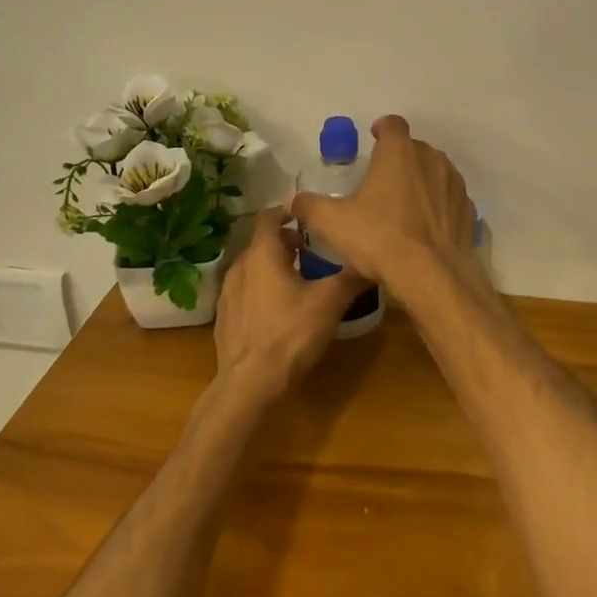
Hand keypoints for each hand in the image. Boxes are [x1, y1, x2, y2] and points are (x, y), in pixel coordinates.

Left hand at [212, 207, 366, 406]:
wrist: (248, 385)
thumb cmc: (290, 334)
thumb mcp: (330, 302)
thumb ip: (351, 276)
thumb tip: (373, 258)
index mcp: (262, 254)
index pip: (270, 217)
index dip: (288, 212)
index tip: (309, 216)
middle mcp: (240, 266)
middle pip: (262, 242)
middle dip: (286, 242)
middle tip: (312, 250)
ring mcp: (228, 293)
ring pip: (253, 268)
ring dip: (273, 266)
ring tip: (298, 279)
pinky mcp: (224, 318)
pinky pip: (245, 291)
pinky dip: (262, 289)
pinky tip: (279, 309)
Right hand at [289, 116, 474, 297]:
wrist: (433, 275)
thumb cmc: (380, 238)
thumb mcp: (333, 223)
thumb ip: (311, 206)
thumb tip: (294, 200)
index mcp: (399, 152)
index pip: (392, 125)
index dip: (382, 129)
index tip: (373, 139)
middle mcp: (431, 158)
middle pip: (414, 148)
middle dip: (400, 158)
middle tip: (382, 180)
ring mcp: (454, 183)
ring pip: (435, 172)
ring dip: (421, 180)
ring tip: (404, 204)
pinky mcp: (468, 209)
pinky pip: (450, 198)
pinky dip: (439, 205)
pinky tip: (426, 226)